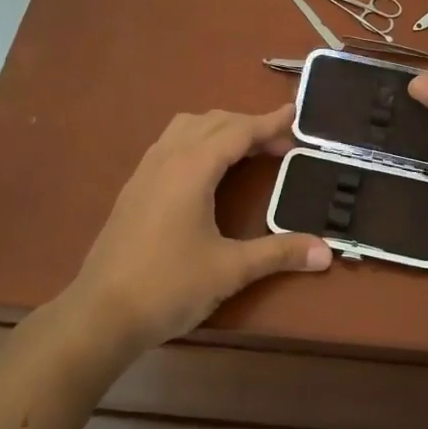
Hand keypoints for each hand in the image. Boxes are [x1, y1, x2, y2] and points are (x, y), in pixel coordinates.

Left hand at [66, 105, 331, 352]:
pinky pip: (169, 144)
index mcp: (191, 169)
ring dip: (219, 129)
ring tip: (245, 149)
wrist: (100, 314)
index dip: (268, 122)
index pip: (237, 131)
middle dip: (248, 125)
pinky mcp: (133, 189)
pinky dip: (196, 141)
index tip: (294, 113)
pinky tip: (205, 170)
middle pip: (212, 122)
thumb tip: (327, 252)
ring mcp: (145, 172)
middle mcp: (166, 159)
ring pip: (186, 128)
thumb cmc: (168, 287)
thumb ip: (279, 253)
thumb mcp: (230, 270)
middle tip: (280, 144)